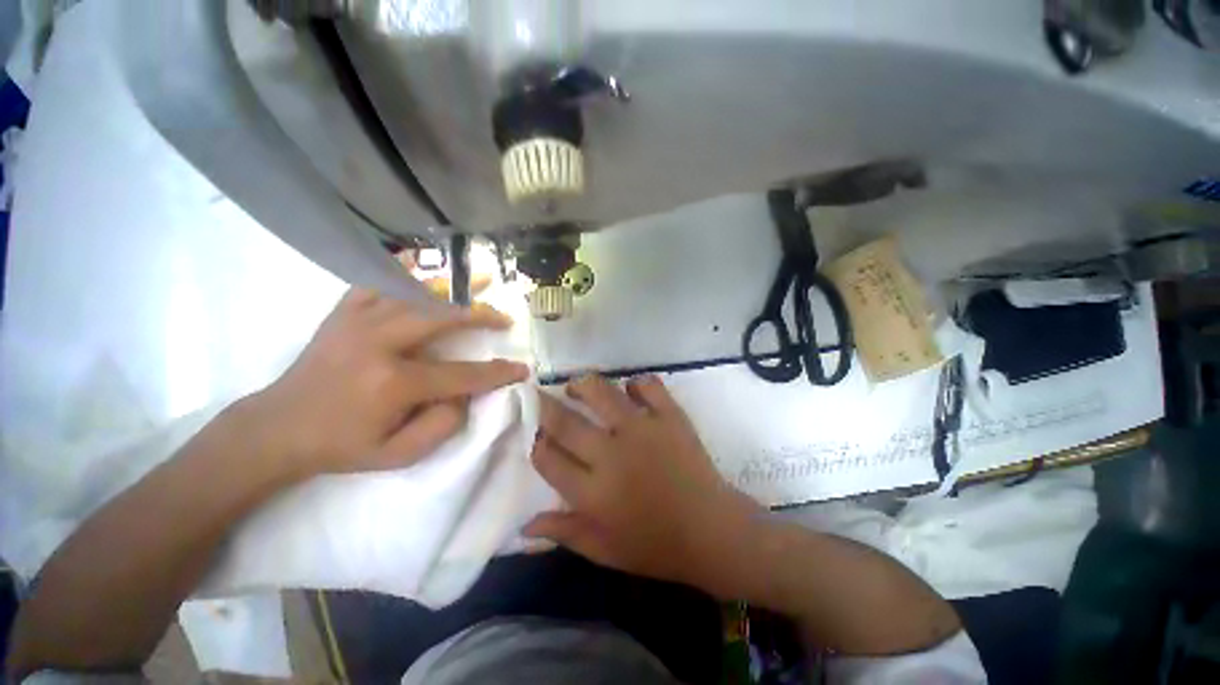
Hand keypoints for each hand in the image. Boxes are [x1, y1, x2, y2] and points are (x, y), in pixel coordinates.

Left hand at [244, 288, 528, 478]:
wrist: (277, 429)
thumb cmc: (342, 445)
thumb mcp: (398, 455)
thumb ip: (443, 425)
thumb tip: (465, 393)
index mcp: (393, 383)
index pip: (461, 374)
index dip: (497, 373)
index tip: (521, 369)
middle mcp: (378, 343)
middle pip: (442, 318)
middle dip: (480, 316)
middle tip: (504, 318)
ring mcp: (357, 322)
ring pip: (414, 293)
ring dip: (452, 287)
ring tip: (478, 279)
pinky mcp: (343, 314)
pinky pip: (377, 282)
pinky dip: (403, 271)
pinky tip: (423, 264)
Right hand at [524, 374, 762, 589]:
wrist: (711, 530)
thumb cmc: (655, 545)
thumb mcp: (604, 550)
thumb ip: (564, 532)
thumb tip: (524, 525)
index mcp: (593, 492)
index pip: (548, 458)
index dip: (536, 443)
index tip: (537, 435)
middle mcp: (612, 454)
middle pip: (565, 422)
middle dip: (544, 406)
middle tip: (539, 396)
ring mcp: (643, 429)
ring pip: (601, 392)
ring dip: (582, 384)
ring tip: (577, 386)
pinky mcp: (670, 416)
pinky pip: (647, 385)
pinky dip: (635, 383)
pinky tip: (630, 390)